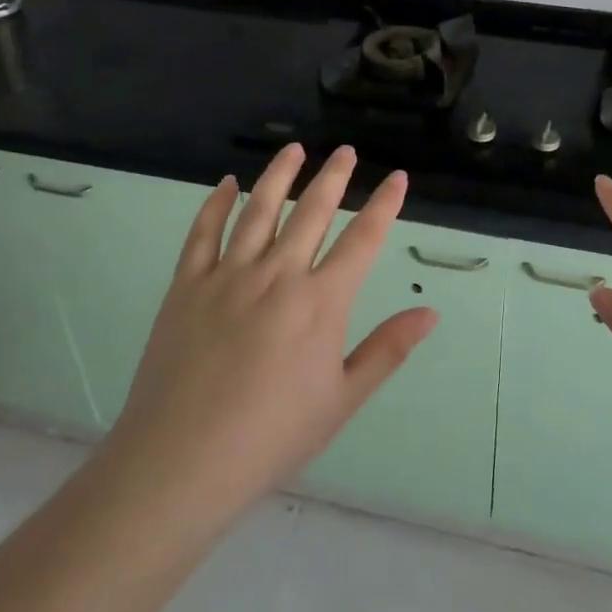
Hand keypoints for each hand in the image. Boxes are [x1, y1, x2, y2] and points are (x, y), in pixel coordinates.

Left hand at [104, 144, 435, 529]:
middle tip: (345, 151)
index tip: (396, 177)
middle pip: (312, 211)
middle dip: (334, 176)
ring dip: (279, 175)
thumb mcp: (342, 399)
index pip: (362, 239)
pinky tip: (228, 184)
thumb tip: (430, 312)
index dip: (384, 205)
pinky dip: (217, 204)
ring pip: (259, 210)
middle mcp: (278, 275)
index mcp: (321, 302)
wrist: (181, 461)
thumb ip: (387, 350)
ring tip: (294, 149)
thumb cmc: (272, 436)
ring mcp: (228, 276)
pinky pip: (203, 233)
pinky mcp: (187, 286)